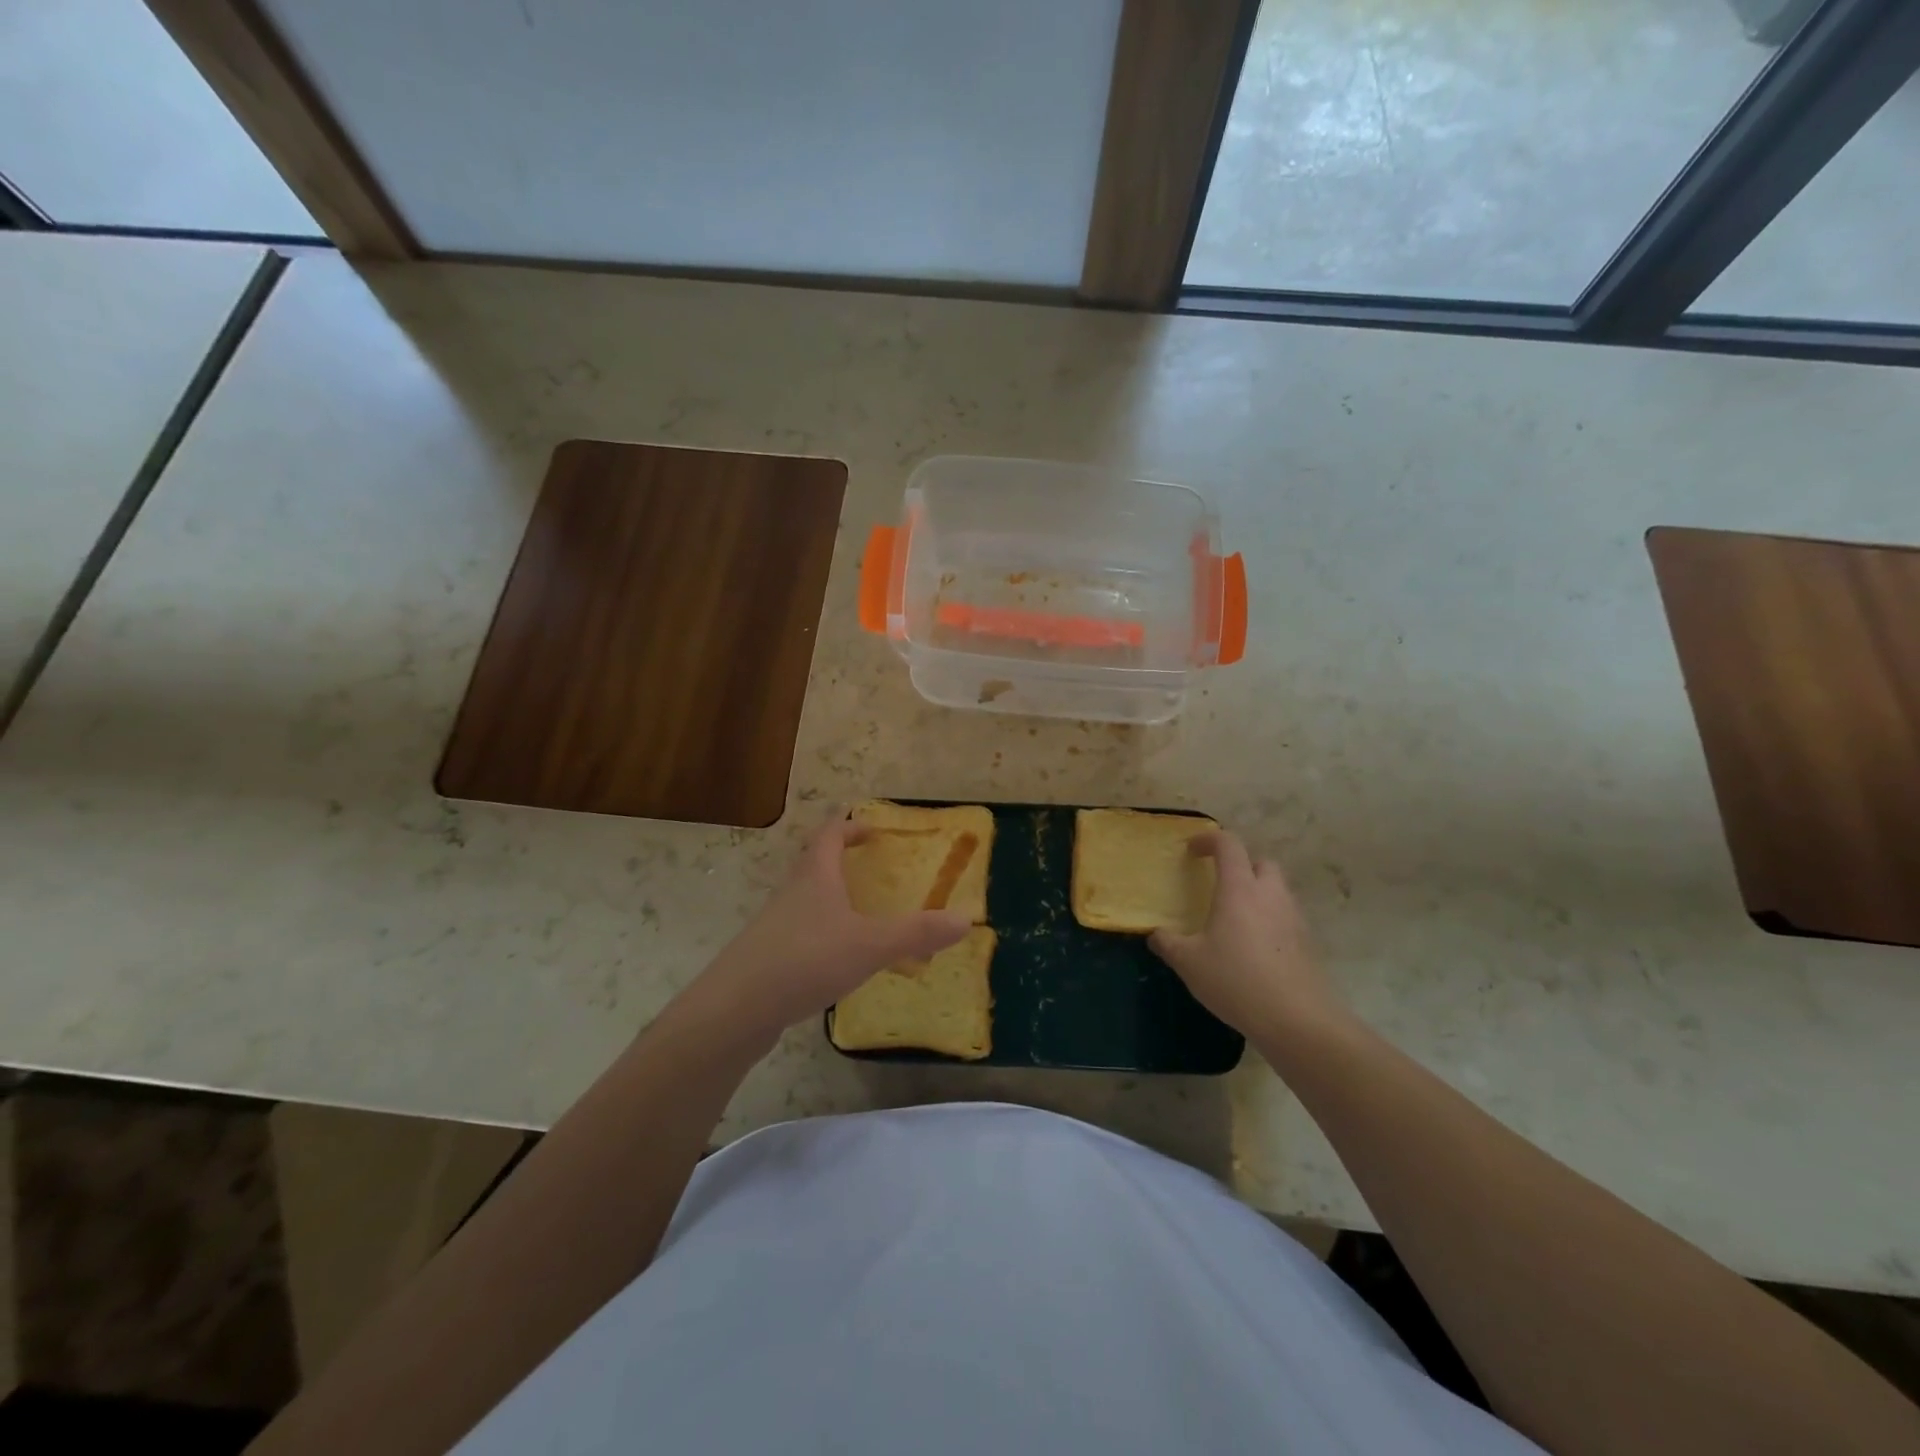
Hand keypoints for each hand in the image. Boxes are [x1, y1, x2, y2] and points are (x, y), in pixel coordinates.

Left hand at [694, 815, 969, 1040]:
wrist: (736, 1008)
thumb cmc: (806, 959)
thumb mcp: (870, 945)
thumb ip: (916, 933)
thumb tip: (966, 919)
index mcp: (815, 876)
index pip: (830, 834)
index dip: (851, 827)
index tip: (872, 830)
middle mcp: (792, 892)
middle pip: (814, 863)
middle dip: (841, 860)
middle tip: (871, 869)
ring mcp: (775, 924)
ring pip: (806, 899)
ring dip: (830, 898)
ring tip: (859, 915)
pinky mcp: (767, 956)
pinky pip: (799, 932)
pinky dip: (821, 933)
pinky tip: (836, 960)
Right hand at [1148, 831, 1344, 1042]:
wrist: (1297, 1020)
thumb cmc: (1236, 980)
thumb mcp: (1189, 963)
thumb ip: (1168, 943)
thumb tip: (1156, 934)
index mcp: (1240, 889)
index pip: (1229, 845)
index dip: (1209, 840)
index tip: (1192, 851)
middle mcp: (1270, 895)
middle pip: (1261, 862)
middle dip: (1241, 865)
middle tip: (1220, 884)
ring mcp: (1294, 918)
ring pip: (1277, 890)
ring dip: (1257, 894)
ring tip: (1235, 919)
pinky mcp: (1307, 943)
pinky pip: (1286, 918)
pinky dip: (1270, 921)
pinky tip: (1254, 948)